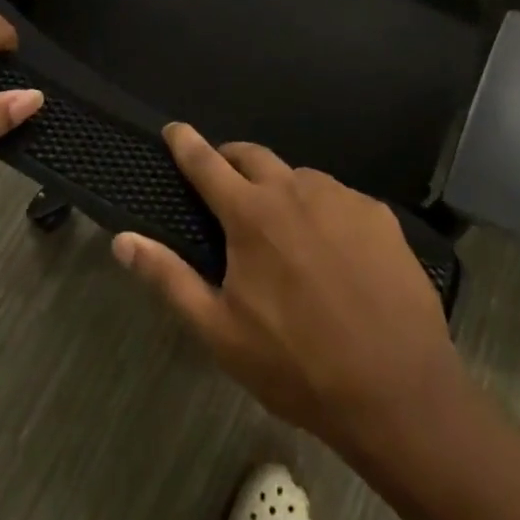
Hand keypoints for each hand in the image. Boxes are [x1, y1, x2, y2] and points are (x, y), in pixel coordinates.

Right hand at [114, 125, 464, 453]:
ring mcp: (344, 199)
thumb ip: (168, 278)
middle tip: (224, 180)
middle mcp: (297, 191)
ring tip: (282, 229)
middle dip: (231, 158)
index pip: (207, 163)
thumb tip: (122, 240)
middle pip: (254, 155)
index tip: (174, 128)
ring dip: (280, 189)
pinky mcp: (381, 215)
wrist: (398, 390)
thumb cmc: (297, 365)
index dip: (186, 143)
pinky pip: (340, 199)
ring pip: (300, 177)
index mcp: (252, 215)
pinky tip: (333, 250)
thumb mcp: (219, 331)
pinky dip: (323, 210)